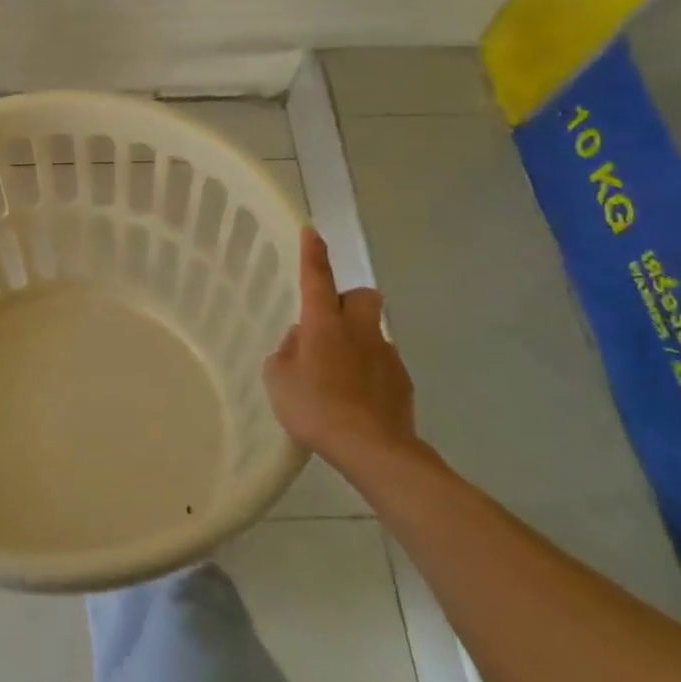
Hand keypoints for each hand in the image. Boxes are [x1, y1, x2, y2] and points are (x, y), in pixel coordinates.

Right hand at [264, 228, 421, 467]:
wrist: (373, 449)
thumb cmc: (316, 407)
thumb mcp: (278, 379)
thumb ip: (286, 353)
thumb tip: (299, 341)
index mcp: (324, 323)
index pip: (317, 277)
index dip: (313, 254)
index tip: (311, 232)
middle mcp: (359, 330)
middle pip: (362, 296)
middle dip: (348, 302)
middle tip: (329, 325)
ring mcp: (386, 355)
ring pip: (373, 332)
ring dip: (357, 341)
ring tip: (338, 374)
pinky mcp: (402, 382)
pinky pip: (382, 364)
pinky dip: (369, 372)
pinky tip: (356, 398)